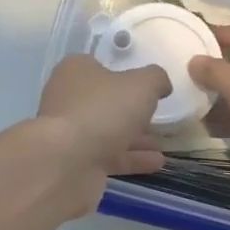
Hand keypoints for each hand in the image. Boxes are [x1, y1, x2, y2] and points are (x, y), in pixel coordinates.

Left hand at [34, 55, 169, 216]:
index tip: (145, 86)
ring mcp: (69, 132)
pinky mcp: (74, 161)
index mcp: (75, 71)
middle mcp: (67, 98)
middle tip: (156, 116)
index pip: (100, 66)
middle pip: (104, 101)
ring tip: (162, 143)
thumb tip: (161, 83)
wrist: (67, 162)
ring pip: (106, 130)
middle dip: (130, 110)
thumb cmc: (103, 110)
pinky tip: (156, 163)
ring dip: (134, 137)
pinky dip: (131, 158)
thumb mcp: (141, 85)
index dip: (123, 74)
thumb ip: (155, 79)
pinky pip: (107, 155)